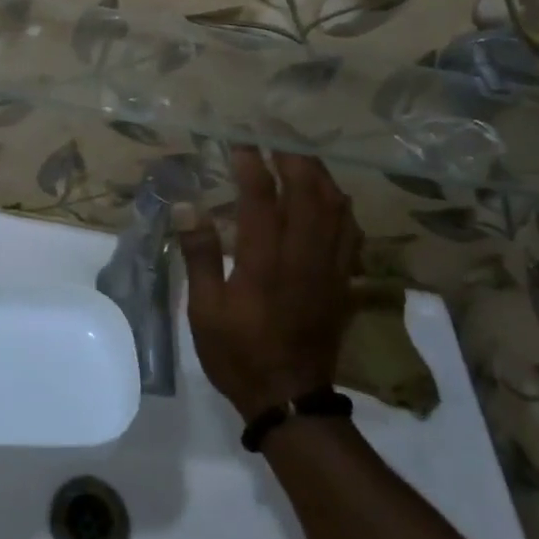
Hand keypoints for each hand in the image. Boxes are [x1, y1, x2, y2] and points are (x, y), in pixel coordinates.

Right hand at [179, 148, 362, 419]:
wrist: (291, 401)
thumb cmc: (239, 354)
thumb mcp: (205, 311)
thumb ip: (200, 255)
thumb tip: (187, 205)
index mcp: (265, 263)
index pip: (262, 198)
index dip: (252, 164)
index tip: (238, 142)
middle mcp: (302, 258)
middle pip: (309, 193)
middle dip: (293, 157)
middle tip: (274, 137)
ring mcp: (329, 269)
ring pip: (336, 209)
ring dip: (319, 176)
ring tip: (300, 157)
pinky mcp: (343, 281)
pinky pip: (351, 233)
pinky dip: (341, 206)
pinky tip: (329, 197)